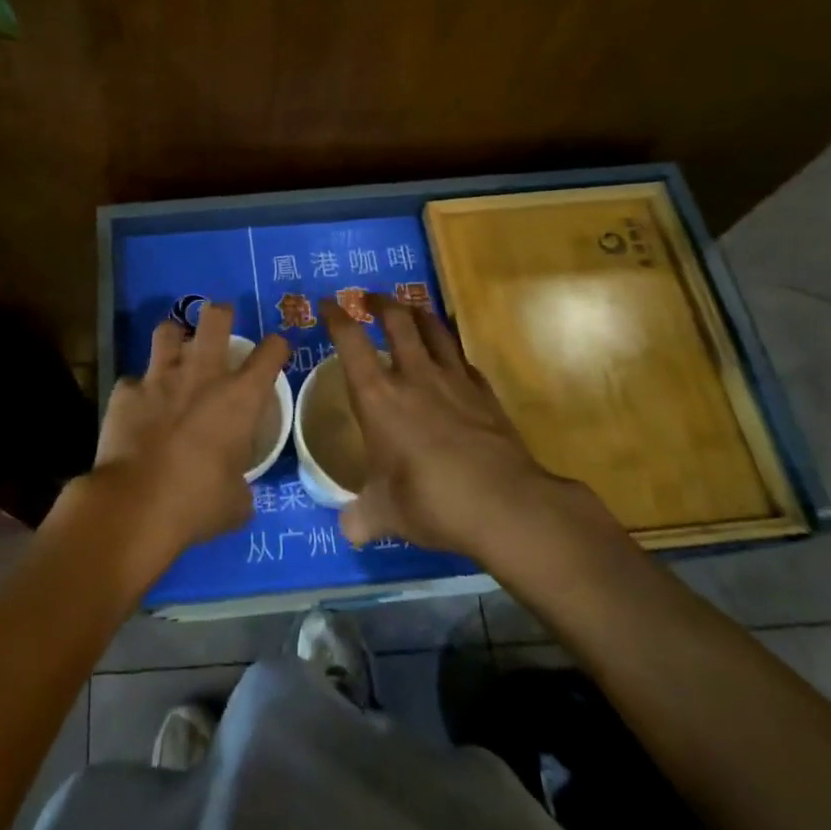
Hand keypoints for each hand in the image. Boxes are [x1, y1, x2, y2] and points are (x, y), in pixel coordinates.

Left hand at [91, 303, 289, 562]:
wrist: (136, 505)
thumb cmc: (197, 503)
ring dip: (174, 339)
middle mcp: (202, 374)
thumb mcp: (236, 503)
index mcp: (240, 397)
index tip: (275, 351)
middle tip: (220, 325)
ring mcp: (160, 377)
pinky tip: (137, 408)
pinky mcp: (125, 391)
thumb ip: (241, 486)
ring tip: (174, 352)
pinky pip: (133, 380)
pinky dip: (138, 391)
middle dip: (221, 314)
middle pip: (216, 318)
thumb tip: (237, 491)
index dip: (277, 347)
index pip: (271, 352)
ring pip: (167, 331)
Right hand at [321, 292, 617, 556]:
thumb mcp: (386, 514)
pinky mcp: (484, 393)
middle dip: (380, 302)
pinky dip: (451, 354)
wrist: (504, 503)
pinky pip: (463, 361)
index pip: (350, 342)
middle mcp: (414, 376)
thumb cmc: (431, 501)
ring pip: (434, 329)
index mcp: (378, 396)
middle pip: (397, 320)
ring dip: (418, 314)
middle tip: (369, 298)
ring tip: (409, 310)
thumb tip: (348, 531)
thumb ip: (363, 517)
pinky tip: (450, 362)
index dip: (335, 318)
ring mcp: (453, 380)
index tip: (326, 303)